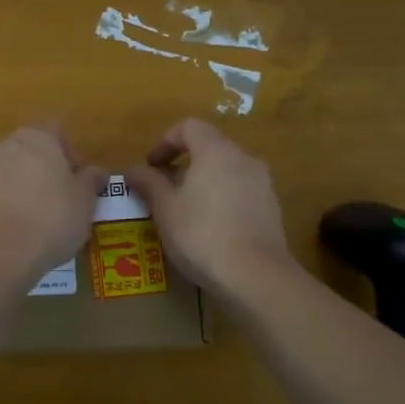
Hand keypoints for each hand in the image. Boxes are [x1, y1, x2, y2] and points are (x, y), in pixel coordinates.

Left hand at [0, 126, 106, 281]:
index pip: (55, 130)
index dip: (67, 152)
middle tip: (51, 201)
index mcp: (36, 139)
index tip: (74, 180)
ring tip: (22, 220)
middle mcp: (2, 146)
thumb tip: (97, 171)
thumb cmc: (51, 221)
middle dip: (37, 170)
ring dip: (10, 186)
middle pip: (24, 150)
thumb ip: (90, 182)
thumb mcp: (84, 204)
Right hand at [126, 119, 293, 296]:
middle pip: (209, 148)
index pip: (189, 127)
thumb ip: (148, 183)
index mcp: (216, 151)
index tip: (151, 166)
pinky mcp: (272, 209)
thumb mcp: (165, 209)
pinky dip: (221, 199)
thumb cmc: (202, 234)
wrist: (256, 276)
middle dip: (183, 165)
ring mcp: (262, 184)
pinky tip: (210, 229)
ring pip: (226, 171)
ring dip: (202, 183)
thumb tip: (132, 170)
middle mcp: (244, 159)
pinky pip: (240, 192)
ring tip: (185, 211)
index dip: (165, 141)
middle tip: (163, 190)